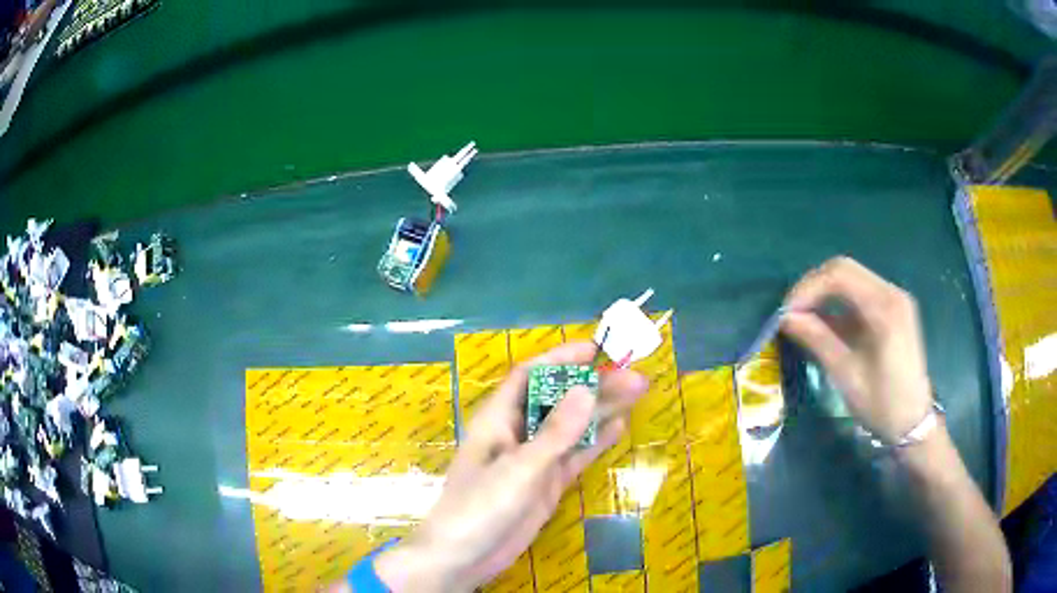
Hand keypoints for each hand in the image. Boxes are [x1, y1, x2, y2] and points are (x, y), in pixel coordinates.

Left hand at [374, 341, 648, 591]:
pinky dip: (595, 442)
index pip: (530, 376)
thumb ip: (554, 433)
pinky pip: (574, 456)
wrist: (464, 557)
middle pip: (557, 399)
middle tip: (635, 376)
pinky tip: (619, 427)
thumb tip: (587, 390)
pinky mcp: (546, 483)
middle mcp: (516, 433)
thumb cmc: (480, 507)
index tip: (597, 350)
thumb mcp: (519, 469)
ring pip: (571, 427)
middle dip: (593, 386)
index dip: (561, 359)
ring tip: (637, 393)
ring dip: (600, 410)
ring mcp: (533, 460)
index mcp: (498, 419)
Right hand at [781, 256, 933, 443]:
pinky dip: (838, 302)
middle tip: (792, 313)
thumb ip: (818, 340)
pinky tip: (825, 322)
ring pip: (851, 278)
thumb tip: (786, 318)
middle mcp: (891, 292)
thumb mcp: (847, 375)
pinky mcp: (893, 308)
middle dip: (813, 287)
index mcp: (884, 308)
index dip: (807, 288)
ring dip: (824, 293)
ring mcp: (894, 298)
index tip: (786, 313)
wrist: (913, 421)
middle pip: (844, 269)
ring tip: (804, 317)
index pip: (839, 275)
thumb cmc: (881, 404)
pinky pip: (860, 293)